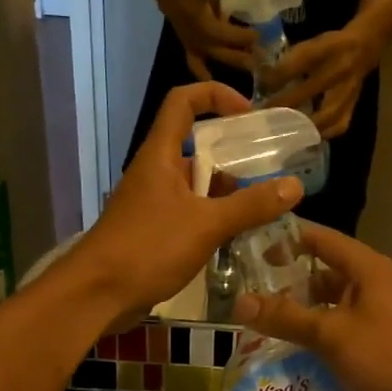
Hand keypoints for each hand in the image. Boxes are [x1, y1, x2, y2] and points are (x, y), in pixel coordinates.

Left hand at [72, 83, 302, 326]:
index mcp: (160, 155)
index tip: (249, 115)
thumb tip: (295, 186)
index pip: (183, 102)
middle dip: (232, 154)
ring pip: (195, 184)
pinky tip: (237, 235)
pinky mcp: (152, 231)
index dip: (216, 96)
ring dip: (226, 191)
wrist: (97, 294)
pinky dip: (213, 217)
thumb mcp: (206, 225)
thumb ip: (250, 206)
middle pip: (195, 145)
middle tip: (269, 169)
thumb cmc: (148, 248)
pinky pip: (189, 212)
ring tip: (263, 205)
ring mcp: (152, 203)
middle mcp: (155, 172)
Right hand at [161, 0, 258, 80]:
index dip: (239, 33)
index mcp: (197, 11)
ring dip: (233, 61)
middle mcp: (193, 29)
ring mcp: (191, 41)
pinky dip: (205, 75)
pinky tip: (219, 85)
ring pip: (213, 55)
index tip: (259, 34)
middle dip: (241, 49)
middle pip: (219, 44)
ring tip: (253, 67)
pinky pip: (196, 65)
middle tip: (262, 55)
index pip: (220, 26)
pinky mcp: (189, 49)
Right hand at [232, 222, 391, 390]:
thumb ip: (286, 317)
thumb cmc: (386, 355)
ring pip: (334, 301)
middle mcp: (375, 282)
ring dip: (305, 309)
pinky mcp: (383, 337)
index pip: (321, 239)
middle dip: (290, 280)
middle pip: (325, 271)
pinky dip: (322, 330)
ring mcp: (381, 310)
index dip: (287, 239)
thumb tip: (240, 303)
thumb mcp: (330, 334)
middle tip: (251, 288)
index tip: (251, 244)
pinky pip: (344, 324)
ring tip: (267, 318)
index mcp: (367, 268)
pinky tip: (297, 346)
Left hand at [261, 24, 376, 136]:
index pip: (300, 61)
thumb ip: (288, 61)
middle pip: (310, 90)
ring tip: (283, 131)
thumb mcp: (309, 44)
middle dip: (284, 104)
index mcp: (327, 48)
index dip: (278, 75)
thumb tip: (263, 80)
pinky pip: (338, 126)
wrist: (363, 49)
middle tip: (265, 115)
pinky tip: (306, 138)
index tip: (261, 86)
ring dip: (303, 125)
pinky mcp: (353, 106)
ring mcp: (349, 91)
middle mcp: (340, 69)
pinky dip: (321, 134)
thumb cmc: (329, 47)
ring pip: (326, 114)